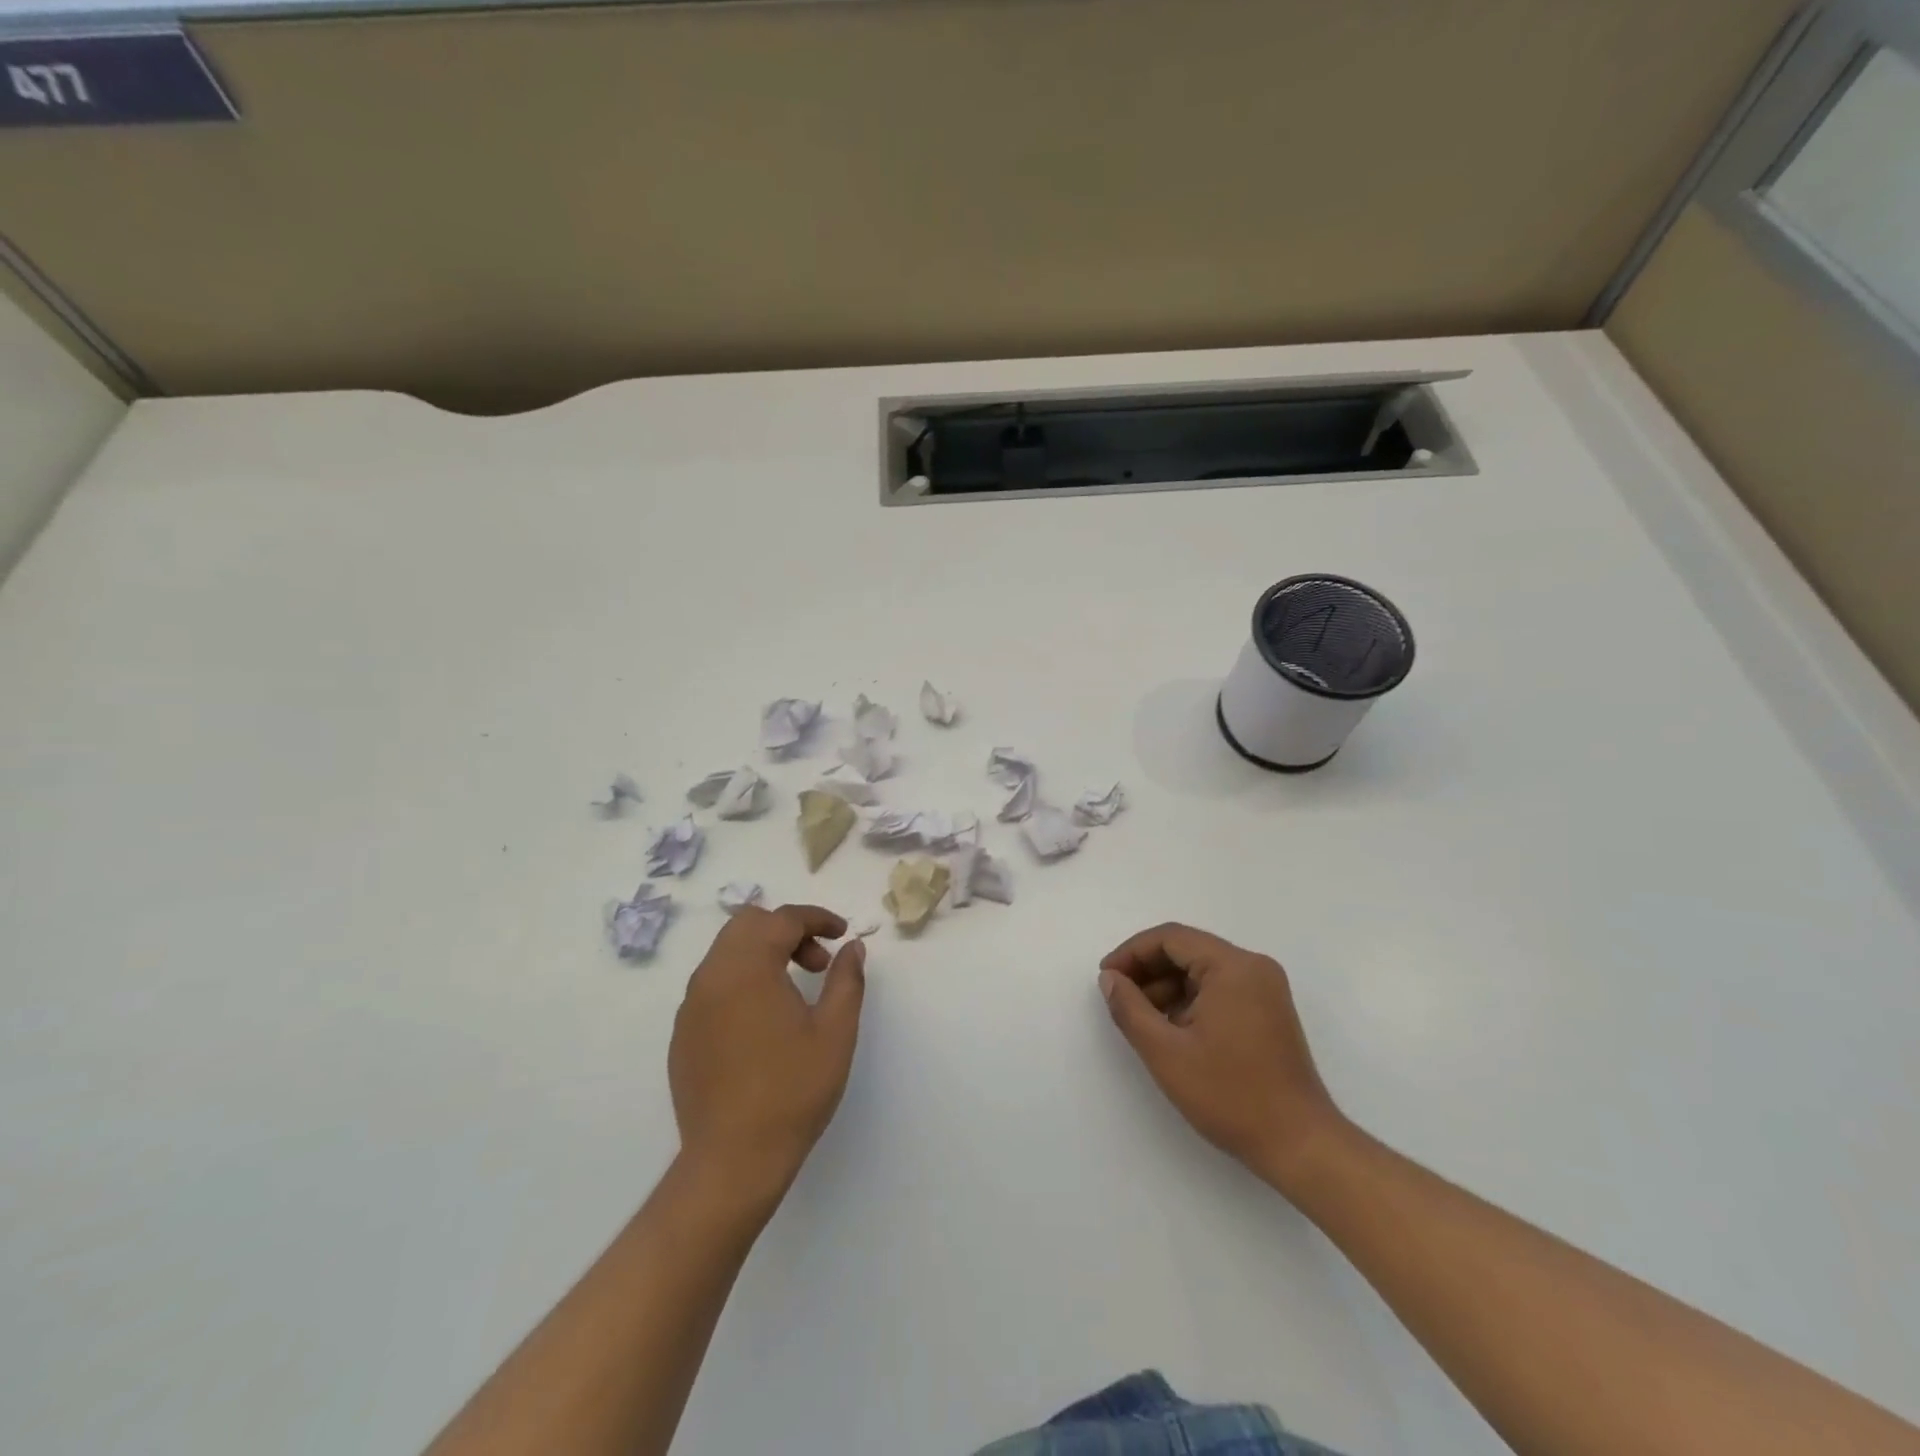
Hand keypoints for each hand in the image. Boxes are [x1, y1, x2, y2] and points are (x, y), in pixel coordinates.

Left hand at [668, 905, 865, 1211]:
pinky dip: (741, 980)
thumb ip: (846, 979)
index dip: (817, 918)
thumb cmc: (792, 1091)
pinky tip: (763, 1021)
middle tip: (817, 963)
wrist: (733, 1161)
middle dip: (786, 930)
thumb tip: (852, 947)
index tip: (842, 934)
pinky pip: (712, 984)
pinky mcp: (683, 1034)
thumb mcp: (835, 1032)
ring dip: (763, 953)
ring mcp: (691, 1006)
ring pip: (726, 952)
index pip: (782, 919)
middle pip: (747, 924)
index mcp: (748, 968)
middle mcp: (712, 976)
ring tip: (794, 991)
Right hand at [1100, 923, 1345, 1191]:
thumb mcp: (1166, 1052)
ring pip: (1201, 970)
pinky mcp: (1268, 1010)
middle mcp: (1253, 967)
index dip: (1131, 953)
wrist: (1300, 1144)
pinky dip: (1189, 1000)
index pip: (1171, 938)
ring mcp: (1265, 989)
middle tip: (1118, 998)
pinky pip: (1218, 988)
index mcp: (1233, 966)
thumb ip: (1130, 1008)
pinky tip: (1170, 1028)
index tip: (1106, 978)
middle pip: (1187, 950)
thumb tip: (1110, 978)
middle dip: (1147, 970)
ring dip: (1166, 987)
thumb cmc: (1230, 1095)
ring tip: (1140, 1019)